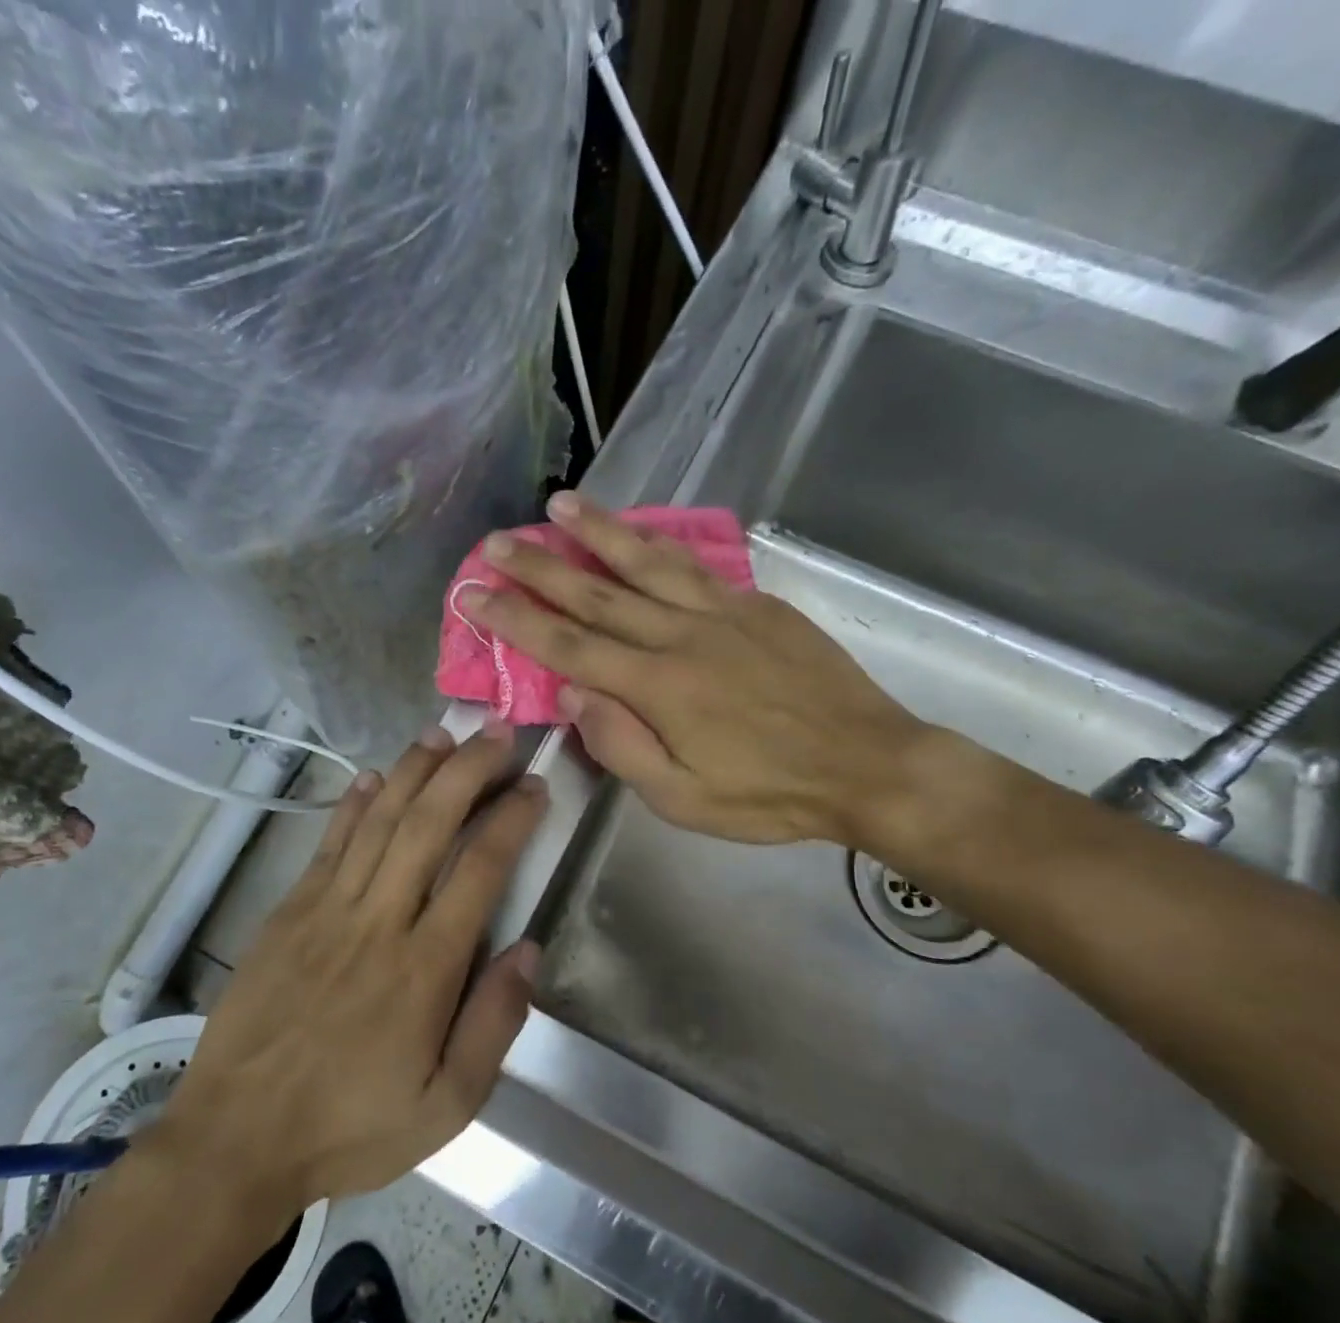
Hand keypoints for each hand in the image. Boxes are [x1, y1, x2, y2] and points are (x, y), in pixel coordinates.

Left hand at [149, 725, 546, 1228]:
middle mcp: (378, 922)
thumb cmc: (351, 1126)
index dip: (512, 819)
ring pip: (378, 820)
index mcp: (424, 968)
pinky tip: (375, 776)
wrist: (236, 1140)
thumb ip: (494, 1024)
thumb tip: (528, 948)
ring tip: (445, 734)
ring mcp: (326, 910)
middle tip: (498, 734)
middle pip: (428, 825)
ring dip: (415, 771)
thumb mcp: (447, 1106)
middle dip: (468, 770)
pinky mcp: (288, 912)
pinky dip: (354, 804)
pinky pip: (328, 844)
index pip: (480, 869)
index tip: (535, 786)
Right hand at [457, 493, 928, 845]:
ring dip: (599, 532)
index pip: (568, 645)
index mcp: (657, 687)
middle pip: (597, 593)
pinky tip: (640, 530)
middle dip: (539, 566)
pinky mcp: (756, 606)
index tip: (473, 593)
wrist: (866, 765)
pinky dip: (659, 543)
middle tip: (496, 541)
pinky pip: (696, 566)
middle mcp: (682, 636)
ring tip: (561, 504)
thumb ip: (623, 747)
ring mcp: (722, 613)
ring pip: (647, 563)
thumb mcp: (683, 800)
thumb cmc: (768, 795)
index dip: (515, 619)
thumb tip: (574, 696)